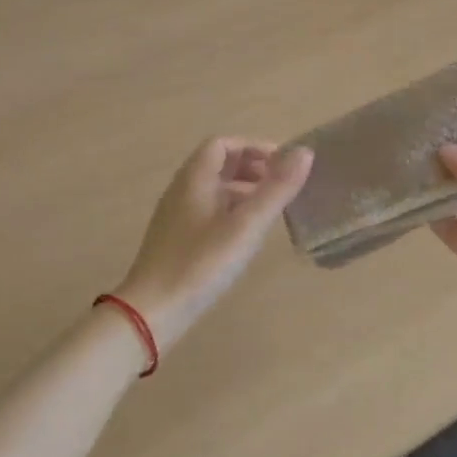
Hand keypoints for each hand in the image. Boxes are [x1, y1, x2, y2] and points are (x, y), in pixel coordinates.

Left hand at [114, 137, 313, 354]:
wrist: (152, 312)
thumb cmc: (201, 263)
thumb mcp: (246, 225)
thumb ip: (276, 188)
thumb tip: (305, 151)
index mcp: (194, 178)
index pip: (223, 144)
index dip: (254, 147)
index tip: (283, 163)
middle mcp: (182, 189)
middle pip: (217, 164)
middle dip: (251, 167)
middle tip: (282, 184)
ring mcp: (176, 215)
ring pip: (213, 189)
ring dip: (243, 189)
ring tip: (271, 208)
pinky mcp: (176, 239)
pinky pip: (208, 210)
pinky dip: (231, 210)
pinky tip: (246, 235)